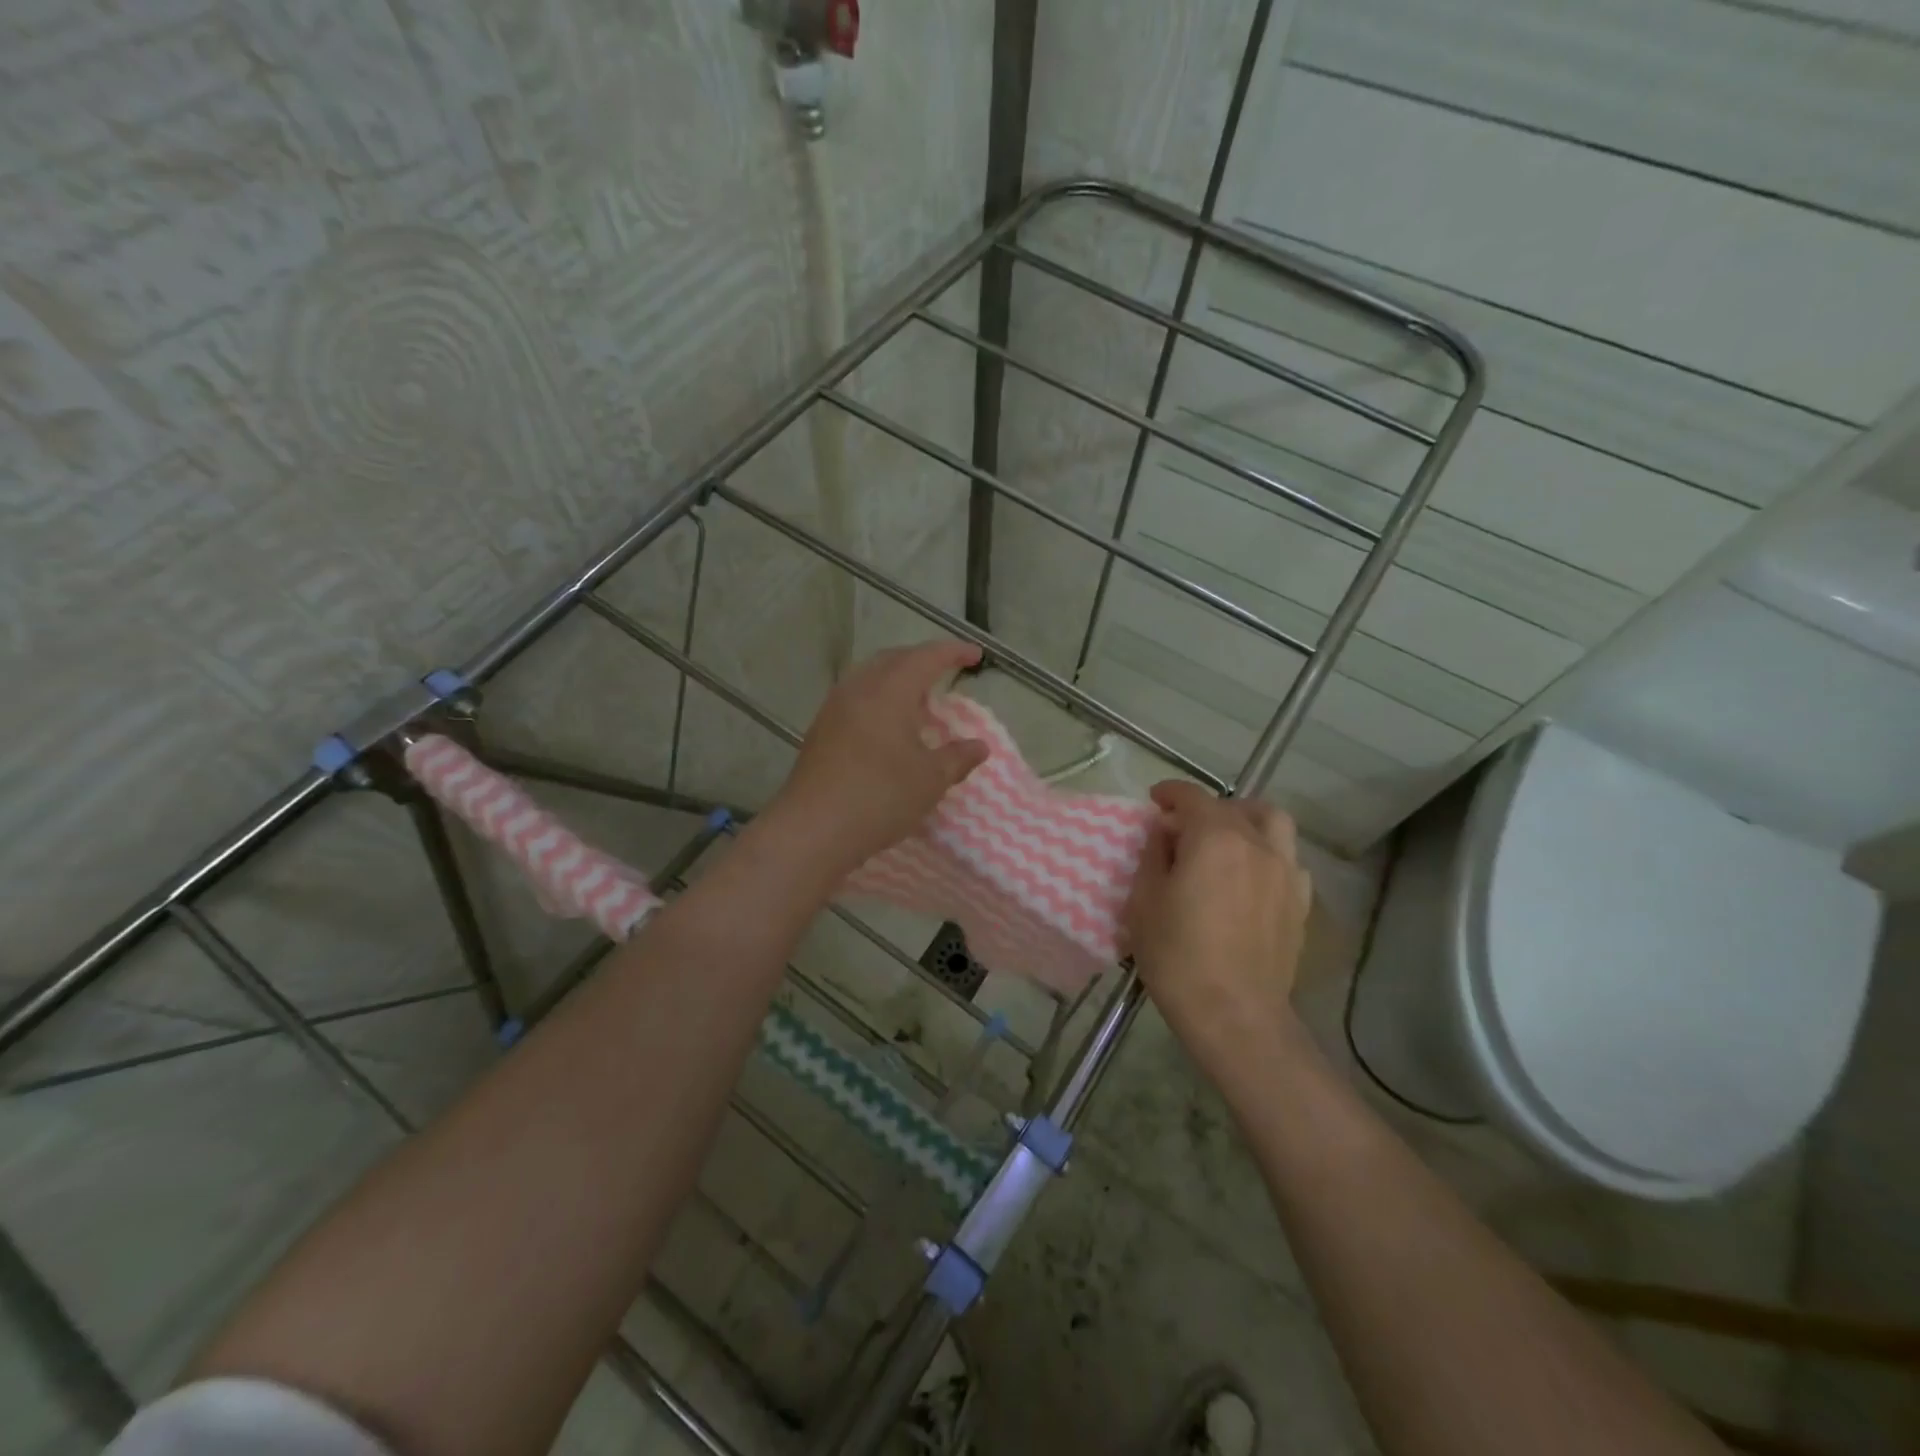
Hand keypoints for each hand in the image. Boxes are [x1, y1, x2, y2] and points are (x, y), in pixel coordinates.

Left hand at [765, 640, 988, 875]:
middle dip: (923, 659)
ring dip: (897, 678)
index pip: (927, 657)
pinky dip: (879, 697)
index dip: (954, 652)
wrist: (813, 828)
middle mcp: (859, 688)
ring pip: (871, 676)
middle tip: (946, 671)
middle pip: (894, 659)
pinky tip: (888, 724)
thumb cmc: (880, 797)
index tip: (976, 655)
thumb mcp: (930, 780)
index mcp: (890, 690)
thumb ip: (957, 758)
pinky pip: (856, 697)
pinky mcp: (821, 729)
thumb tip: (978, 746)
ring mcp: (834, 707)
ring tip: (918, 697)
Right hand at [1125, 780, 1313, 1074]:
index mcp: (1215, 838)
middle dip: (1206, 809)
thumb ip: (1154, 856)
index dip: (1170, 793)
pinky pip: (1287, 860)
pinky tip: (1251, 877)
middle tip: (1184, 829)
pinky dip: (1268, 854)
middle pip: (1234, 807)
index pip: (1192, 797)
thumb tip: (1164, 834)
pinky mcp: (1300, 902)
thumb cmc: (1178, 956)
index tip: (1154, 801)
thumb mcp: (1145, 901)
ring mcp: (1286, 872)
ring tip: (1227, 840)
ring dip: (1247, 821)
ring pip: (1274, 824)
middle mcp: (1257, 844)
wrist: (1234, 1014)